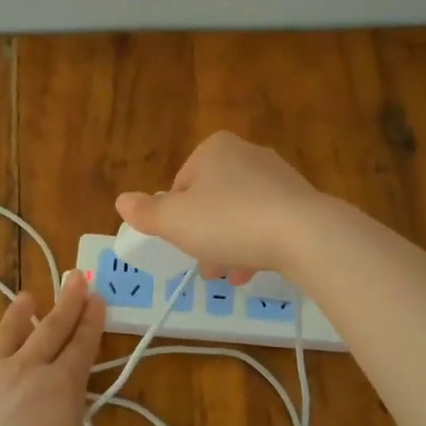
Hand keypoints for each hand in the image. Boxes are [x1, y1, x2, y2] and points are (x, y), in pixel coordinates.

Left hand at [0, 273, 108, 425]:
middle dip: (66, 302)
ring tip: (26, 297)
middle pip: (50, 329)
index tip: (97, 297)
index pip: (82, 345)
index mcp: (62, 388)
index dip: (92, 321)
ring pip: (5, 336)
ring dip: (18, 315)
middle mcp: (25, 371)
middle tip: (76, 276)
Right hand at [115, 131, 326, 284]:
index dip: (175, 218)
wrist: (304, 234)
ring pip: (240, 214)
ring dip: (229, 245)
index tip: (181, 243)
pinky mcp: (301, 200)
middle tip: (204, 266)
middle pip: (211, 200)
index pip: (181, 184)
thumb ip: (146, 212)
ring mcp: (278, 176)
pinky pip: (268, 222)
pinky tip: (253, 271)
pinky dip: (256, 245)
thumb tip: (122, 200)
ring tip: (228, 276)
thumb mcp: (175, 221)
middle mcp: (247, 153)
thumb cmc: (229, 221)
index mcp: (214, 149)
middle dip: (204, 235)